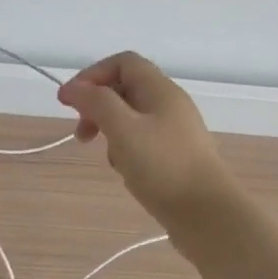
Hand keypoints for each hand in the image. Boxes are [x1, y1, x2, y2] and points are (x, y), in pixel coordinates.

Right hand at [57, 51, 239, 229]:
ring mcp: (174, 132)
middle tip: (82, 134)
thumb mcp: (123, 130)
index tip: (69, 102)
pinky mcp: (175, 156)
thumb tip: (73, 87)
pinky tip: (127, 172)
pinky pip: (141, 142)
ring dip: (110, 133)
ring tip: (110, 159)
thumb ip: (96, 103)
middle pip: (124, 89)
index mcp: (160, 90)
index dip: (92, 75)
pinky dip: (126, 151)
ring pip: (130, 119)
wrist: (208, 216)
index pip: (122, 62)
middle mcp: (169, 105)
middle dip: (97, 107)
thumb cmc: (163, 167)